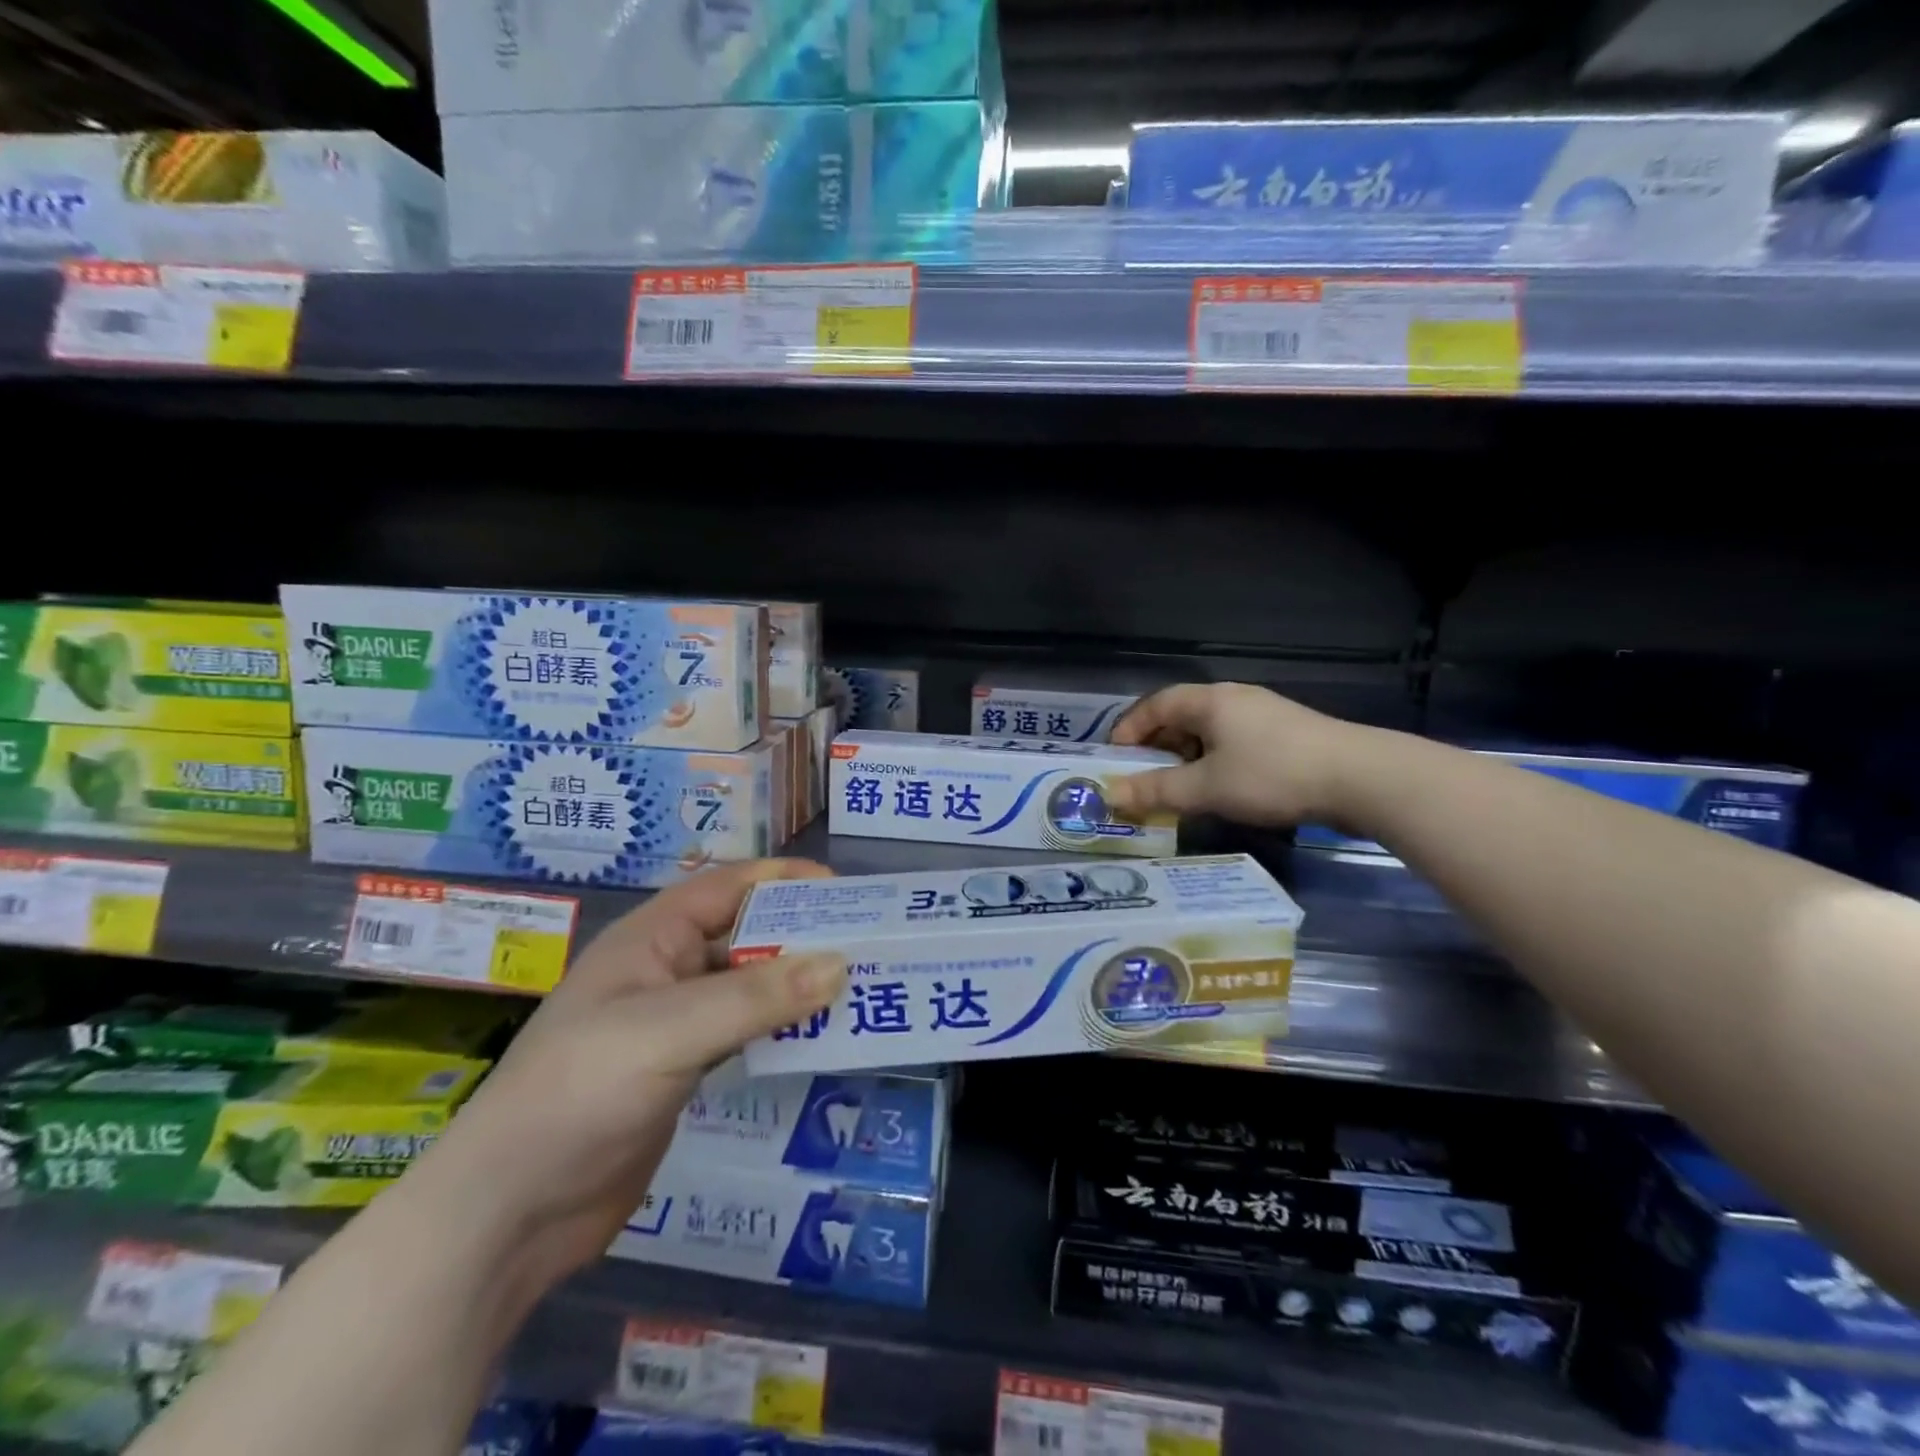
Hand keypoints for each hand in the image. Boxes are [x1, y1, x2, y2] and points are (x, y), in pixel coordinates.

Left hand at [407, 859, 845, 1288]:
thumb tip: (841, 963)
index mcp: (652, 938)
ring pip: (747, 986)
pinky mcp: (681, 1070)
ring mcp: (672, 1023)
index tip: (845, 890)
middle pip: (744, 935)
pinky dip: (779, 1028)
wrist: (508, 1214)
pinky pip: (743, 1032)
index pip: (729, 887)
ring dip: (795, 984)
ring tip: (857, 987)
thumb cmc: (581, 1092)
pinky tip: (818, 1036)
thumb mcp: (669, 1032)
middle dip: (800, 934)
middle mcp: (664, 970)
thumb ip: (756, 997)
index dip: (784, 880)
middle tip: (866, 944)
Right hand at [1107, 683, 1359, 828]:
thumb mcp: (1206, 788)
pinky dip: (1215, 761)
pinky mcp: (1287, 734)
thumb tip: (1109, 794)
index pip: (1154, 705)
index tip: (1115, 761)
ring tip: (1180, 789)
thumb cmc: (1272, 775)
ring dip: (1186, 758)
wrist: (1362, 778)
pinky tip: (1223, 788)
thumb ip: (1155, 790)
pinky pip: (1234, 742)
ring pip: (1209, 731)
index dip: (1129, 730)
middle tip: (1144, 779)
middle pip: (1181, 716)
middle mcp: (1234, 698)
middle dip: (1156, 748)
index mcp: (1210, 701)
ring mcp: (1264, 714)